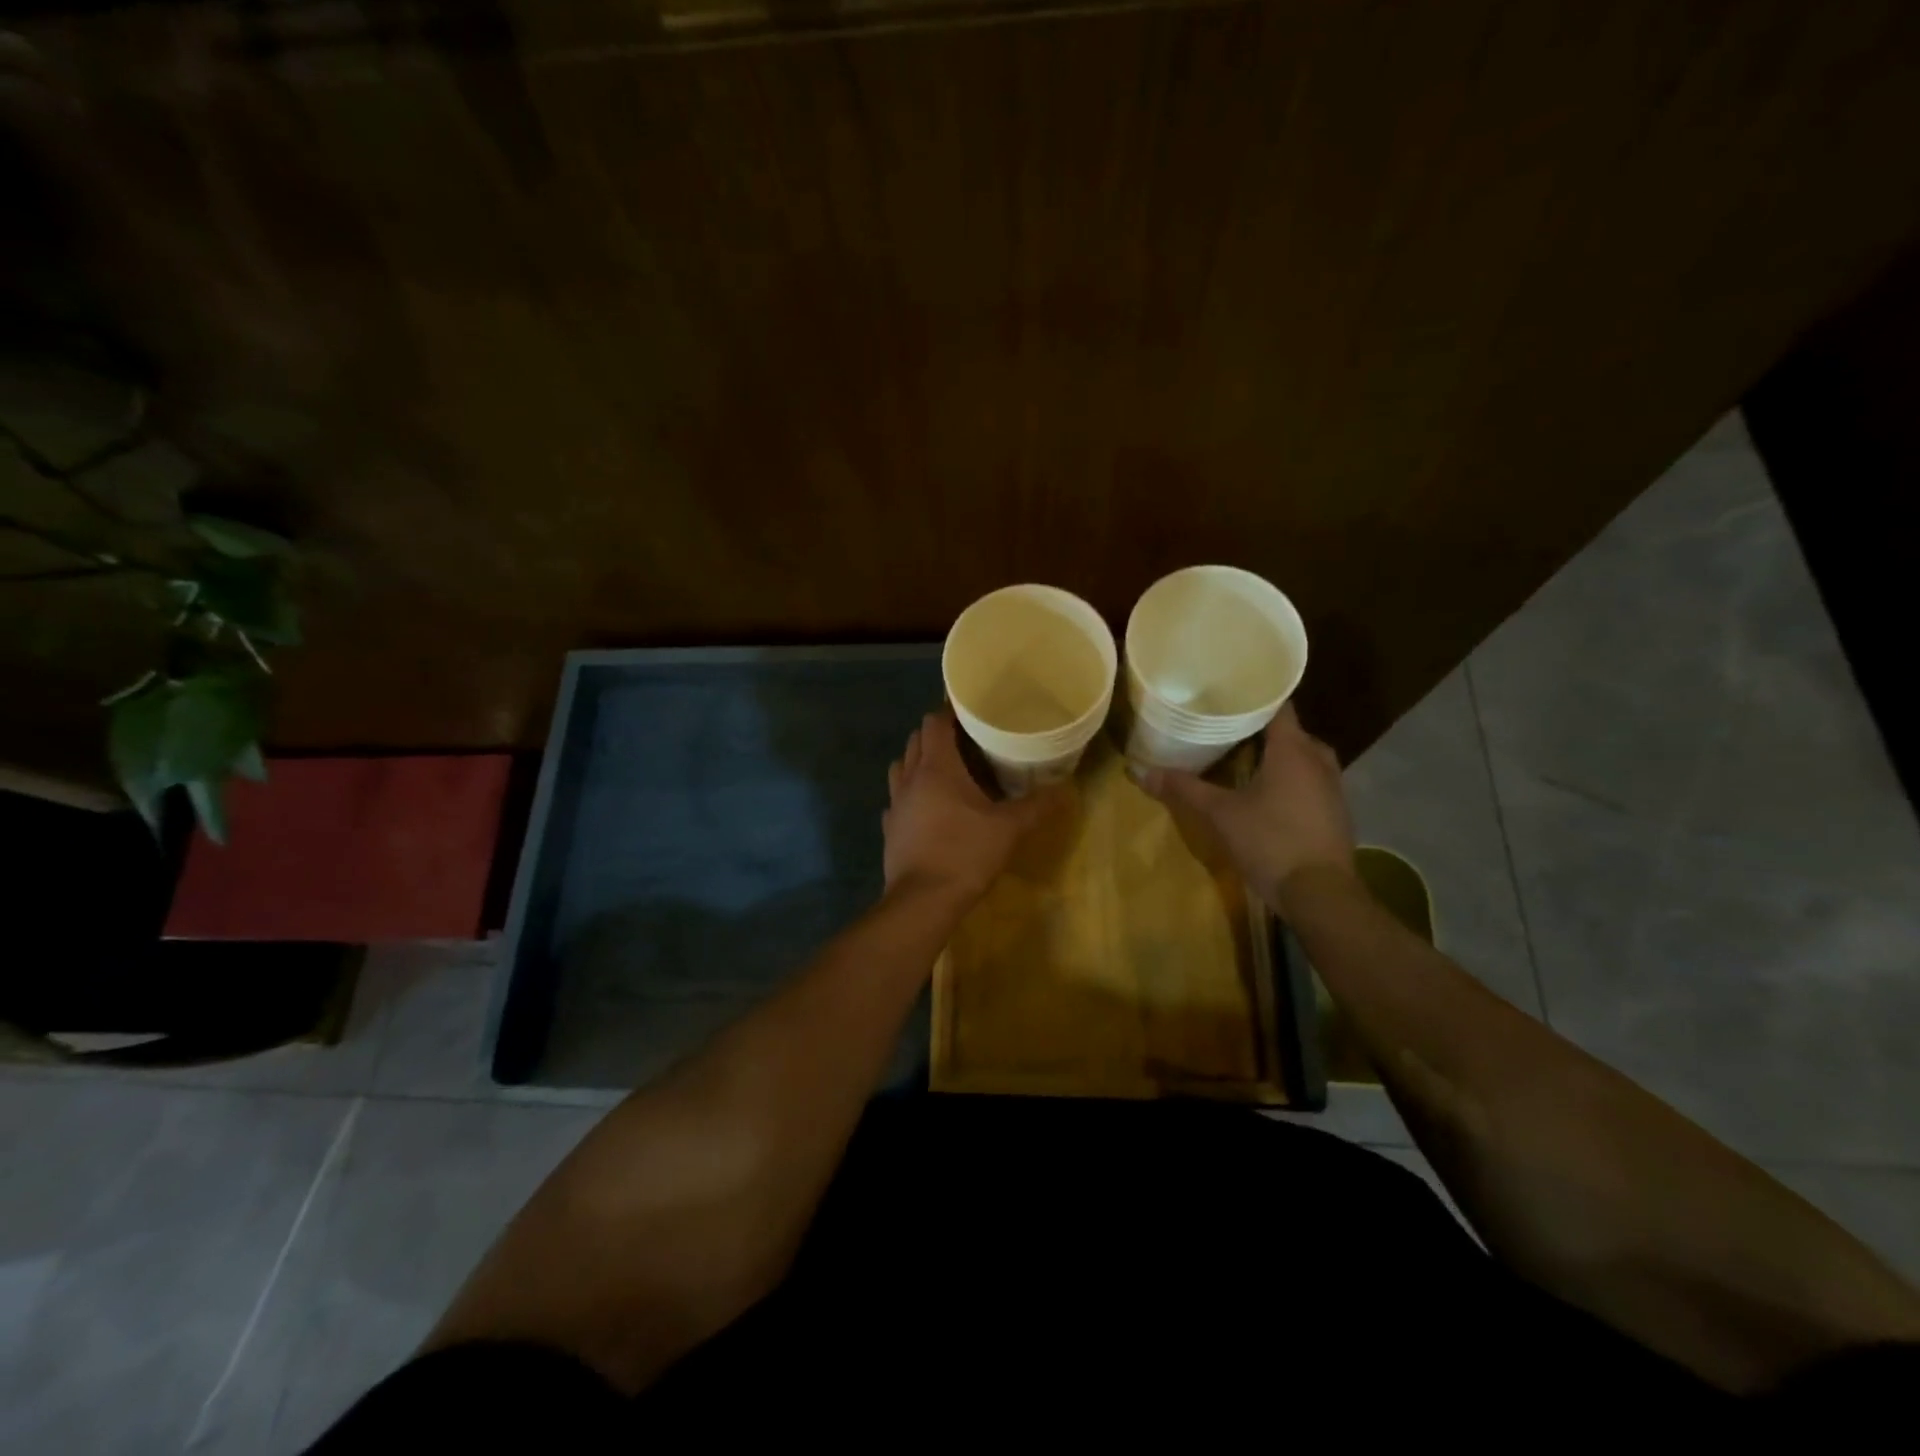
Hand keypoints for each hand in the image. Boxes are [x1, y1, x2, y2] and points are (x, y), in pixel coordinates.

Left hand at [884, 709, 1064, 903]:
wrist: (922, 901)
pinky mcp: (890, 829)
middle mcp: (910, 778)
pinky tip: (928, 808)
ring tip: (946, 771)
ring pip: (901, 767)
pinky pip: (898, 799)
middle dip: (937, 735)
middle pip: (916, 740)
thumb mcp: (1009, 829)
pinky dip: (911, 794)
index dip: (950, 712)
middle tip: (966, 741)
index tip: (972, 713)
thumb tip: (1066, 789)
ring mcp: (895, 804)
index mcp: (936, 768)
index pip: (935, 723)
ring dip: (919, 761)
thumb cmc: (965, 855)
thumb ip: (1037, 806)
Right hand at [1135, 705, 1354, 908]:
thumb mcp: (1220, 814)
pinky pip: (1311, 782)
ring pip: (1304, 758)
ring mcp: (1333, 788)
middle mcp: (1319, 761)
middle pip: (1291, 732)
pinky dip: (1291, 779)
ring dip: (1278, 757)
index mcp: (1293, 750)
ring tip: (1243, 758)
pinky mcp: (1336, 813)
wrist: (1321, 894)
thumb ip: (1184, 788)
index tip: (1228, 695)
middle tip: (1227, 729)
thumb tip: (1140, 771)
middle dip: (1262, 729)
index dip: (1255, 697)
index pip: (1279, 706)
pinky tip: (1266, 794)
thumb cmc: (1270, 841)